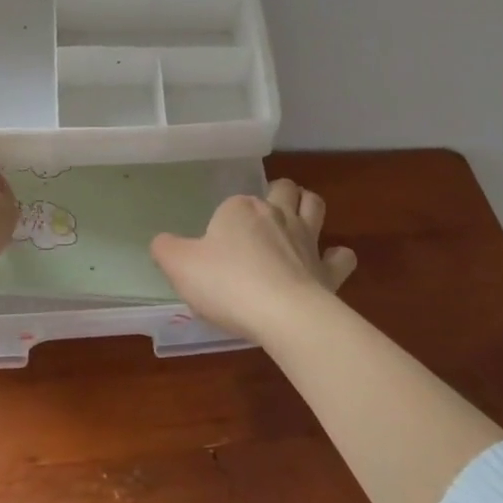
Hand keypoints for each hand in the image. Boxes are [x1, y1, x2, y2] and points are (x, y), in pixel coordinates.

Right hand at [150, 179, 356, 339]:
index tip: (214, 247)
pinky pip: (341, 256)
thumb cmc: (226, 284)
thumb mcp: (180, 266)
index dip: (224, 220)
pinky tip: (329, 263)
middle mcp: (276, 214)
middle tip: (265, 213)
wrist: (282, 314)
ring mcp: (307, 240)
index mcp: (240, 209)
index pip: (231, 204)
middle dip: (277, 192)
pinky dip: (336, 256)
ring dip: (308, 206)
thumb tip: (161, 242)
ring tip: (299, 218)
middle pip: (282, 188)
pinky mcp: (328, 270)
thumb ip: (166, 249)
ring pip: (314, 205)